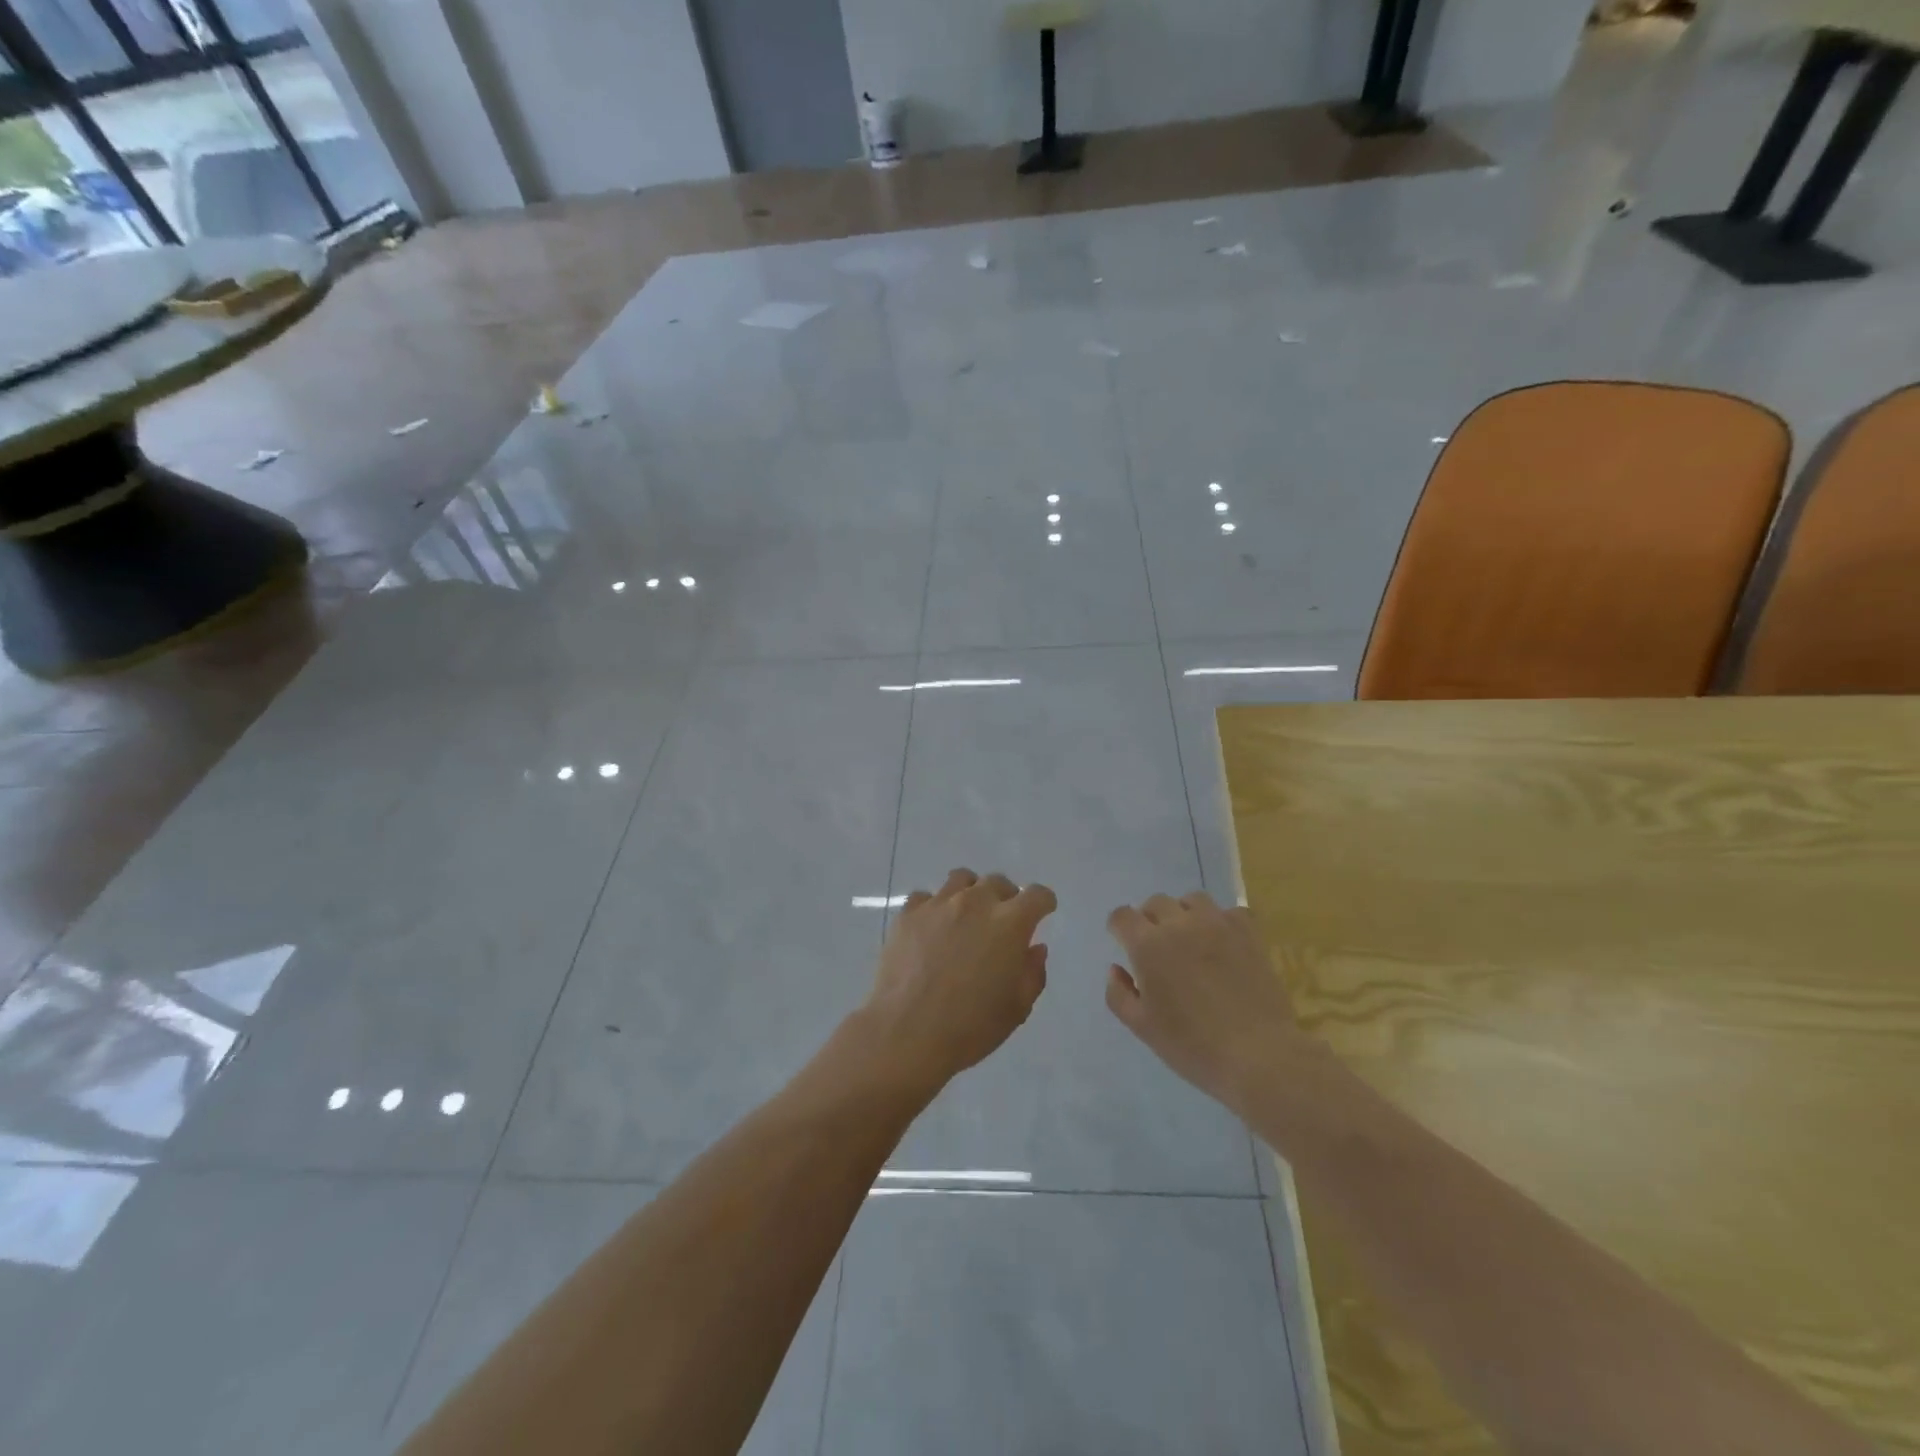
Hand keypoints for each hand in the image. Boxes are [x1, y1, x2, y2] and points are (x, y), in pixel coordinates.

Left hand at [859, 869, 1055, 1096]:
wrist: (906, 1033)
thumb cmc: (970, 1026)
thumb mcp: (1017, 1008)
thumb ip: (1032, 972)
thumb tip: (1034, 947)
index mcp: (1010, 923)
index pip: (1037, 895)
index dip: (1043, 903)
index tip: (1041, 913)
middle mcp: (976, 902)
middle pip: (998, 882)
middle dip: (1006, 898)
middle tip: (1001, 923)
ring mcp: (939, 904)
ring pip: (961, 879)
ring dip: (971, 893)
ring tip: (966, 918)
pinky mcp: (909, 913)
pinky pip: (926, 897)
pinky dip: (934, 907)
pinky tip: (932, 929)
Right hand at [1105, 891, 1301, 1111]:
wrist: (1258, 1055)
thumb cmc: (1193, 1045)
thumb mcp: (1142, 1027)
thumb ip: (1119, 994)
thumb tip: (1116, 969)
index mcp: (1148, 945)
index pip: (1122, 916)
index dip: (1119, 928)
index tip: (1123, 944)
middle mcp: (1179, 924)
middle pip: (1156, 903)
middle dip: (1150, 920)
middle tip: (1158, 949)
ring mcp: (1217, 924)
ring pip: (1192, 900)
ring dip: (1184, 914)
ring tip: (1190, 939)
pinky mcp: (1248, 932)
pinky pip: (1229, 912)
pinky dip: (1221, 922)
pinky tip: (1223, 944)